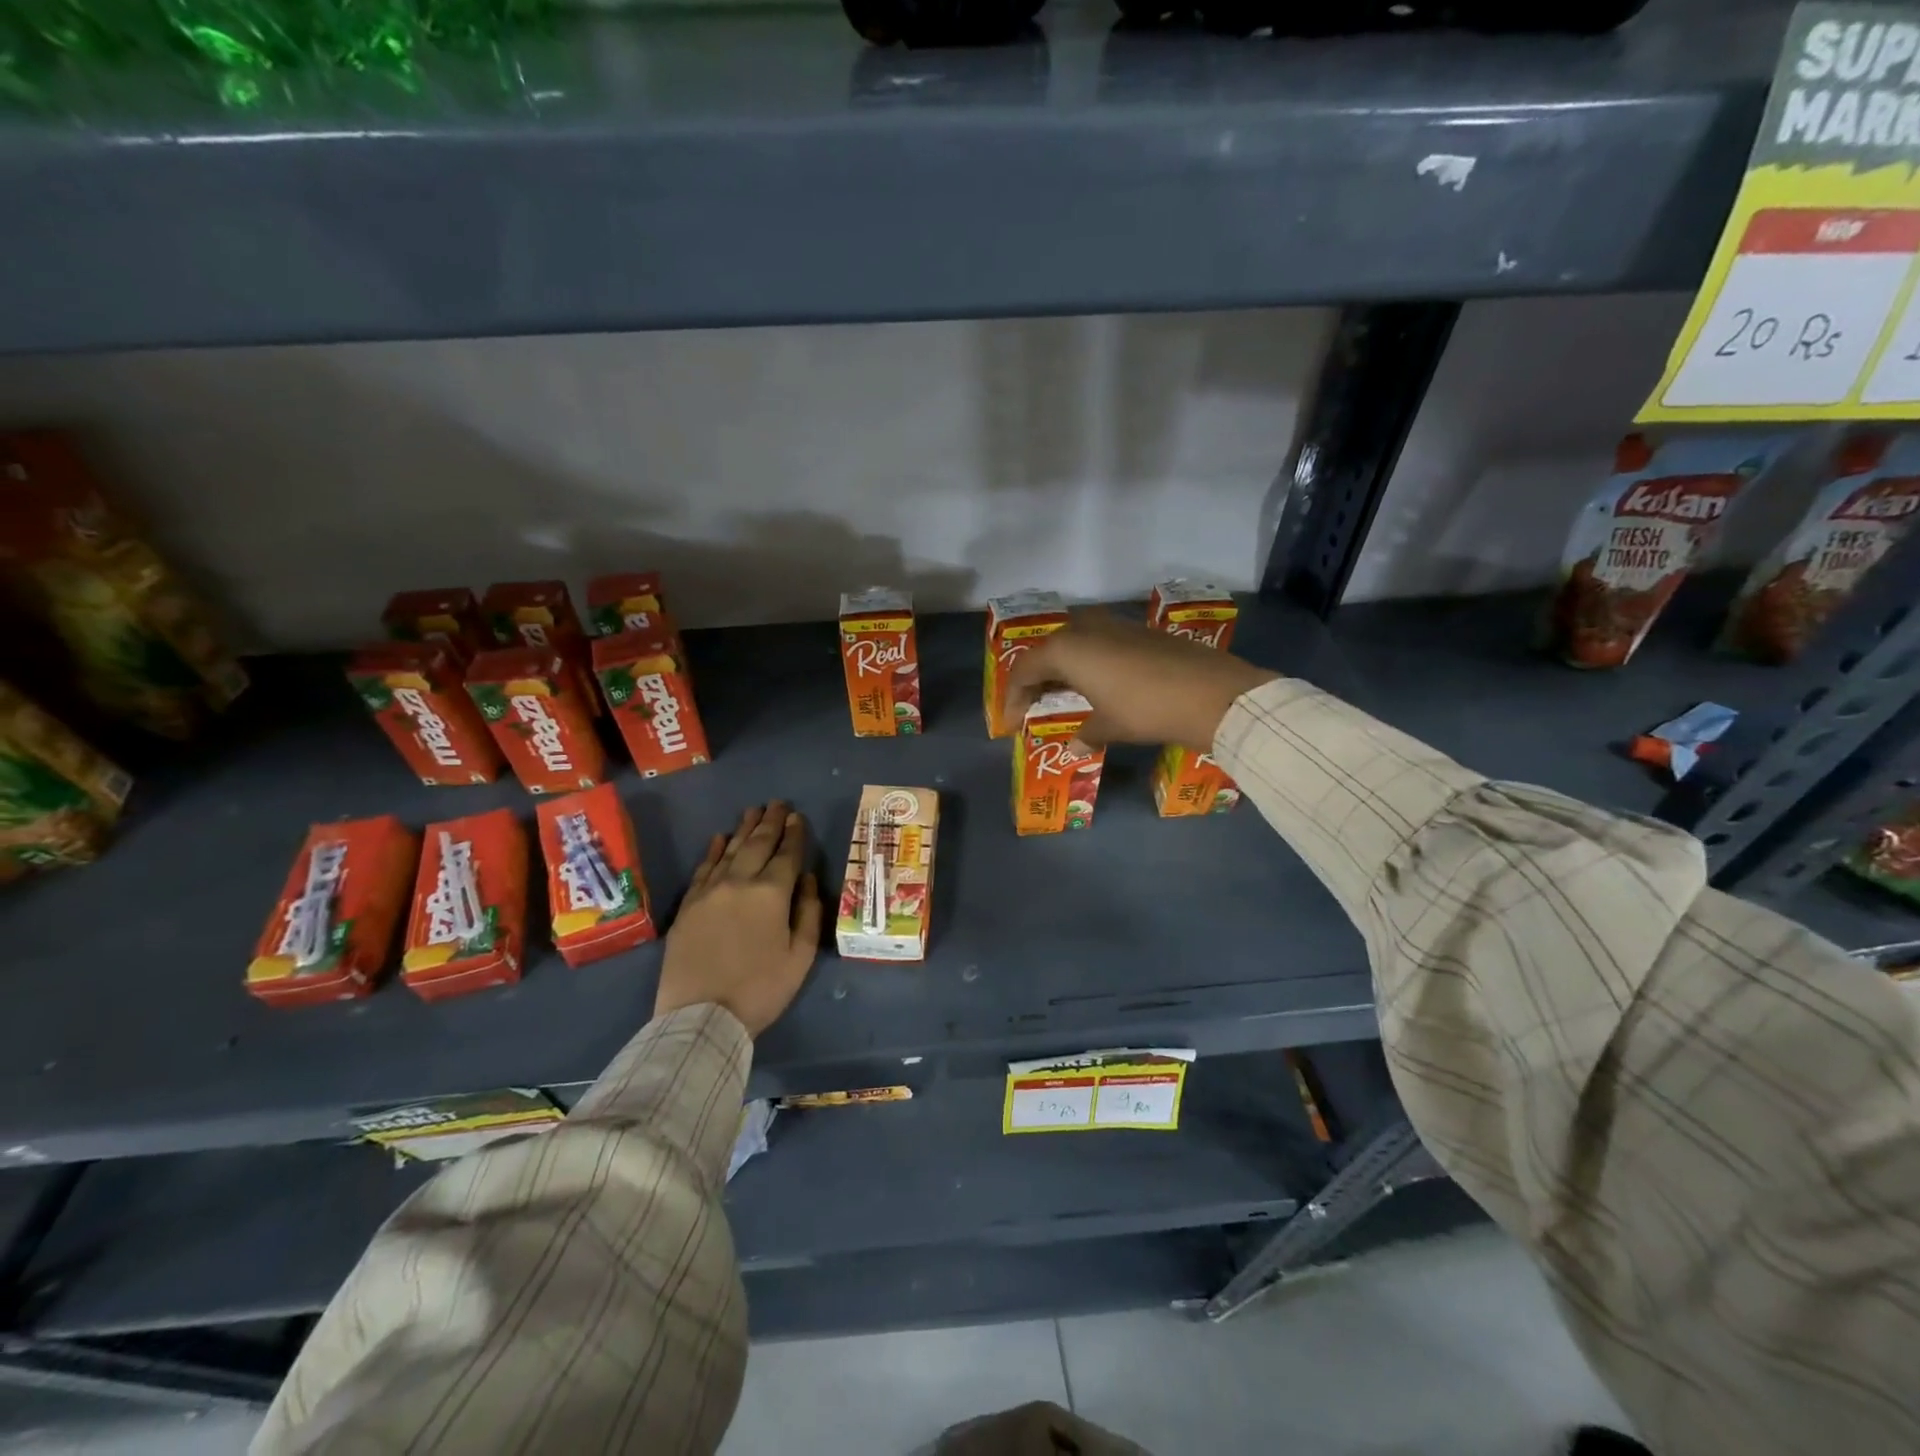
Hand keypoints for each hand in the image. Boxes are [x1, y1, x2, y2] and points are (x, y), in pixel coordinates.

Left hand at [657, 801, 821, 1037]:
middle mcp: (739, 882)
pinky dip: (714, 851)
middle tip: (778, 803)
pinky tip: (720, 838)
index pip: (787, 854)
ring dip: (744, 829)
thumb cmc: (760, 990)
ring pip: (730, 850)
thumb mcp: (800, 957)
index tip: (798, 817)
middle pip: (758, 844)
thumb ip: (808, 913)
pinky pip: (703, 869)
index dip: (795, 834)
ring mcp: (709, 892)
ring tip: (754, 811)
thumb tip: (805, 879)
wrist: (701, 1018)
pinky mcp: (688, 906)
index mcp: (771, 894)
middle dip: (771, 822)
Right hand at [1005, 612, 1277, 750]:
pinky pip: (1099, 643)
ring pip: (1074, 642)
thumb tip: (1075, 747)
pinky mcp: (1140, 632)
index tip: (1011, 725)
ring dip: (1063, 667)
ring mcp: (1115, 626)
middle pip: (1047, 650)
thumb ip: (1086, 734)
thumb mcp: (1110, 726)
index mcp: (1067, 649)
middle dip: (1036, 678)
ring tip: (1063, 693)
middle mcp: (1085, 629)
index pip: (1024, 670)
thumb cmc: (1146, 710)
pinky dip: (1089, 662)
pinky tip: (1099, 684)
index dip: (1013, 698)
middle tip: (1032, 705)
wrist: (1212, 694)